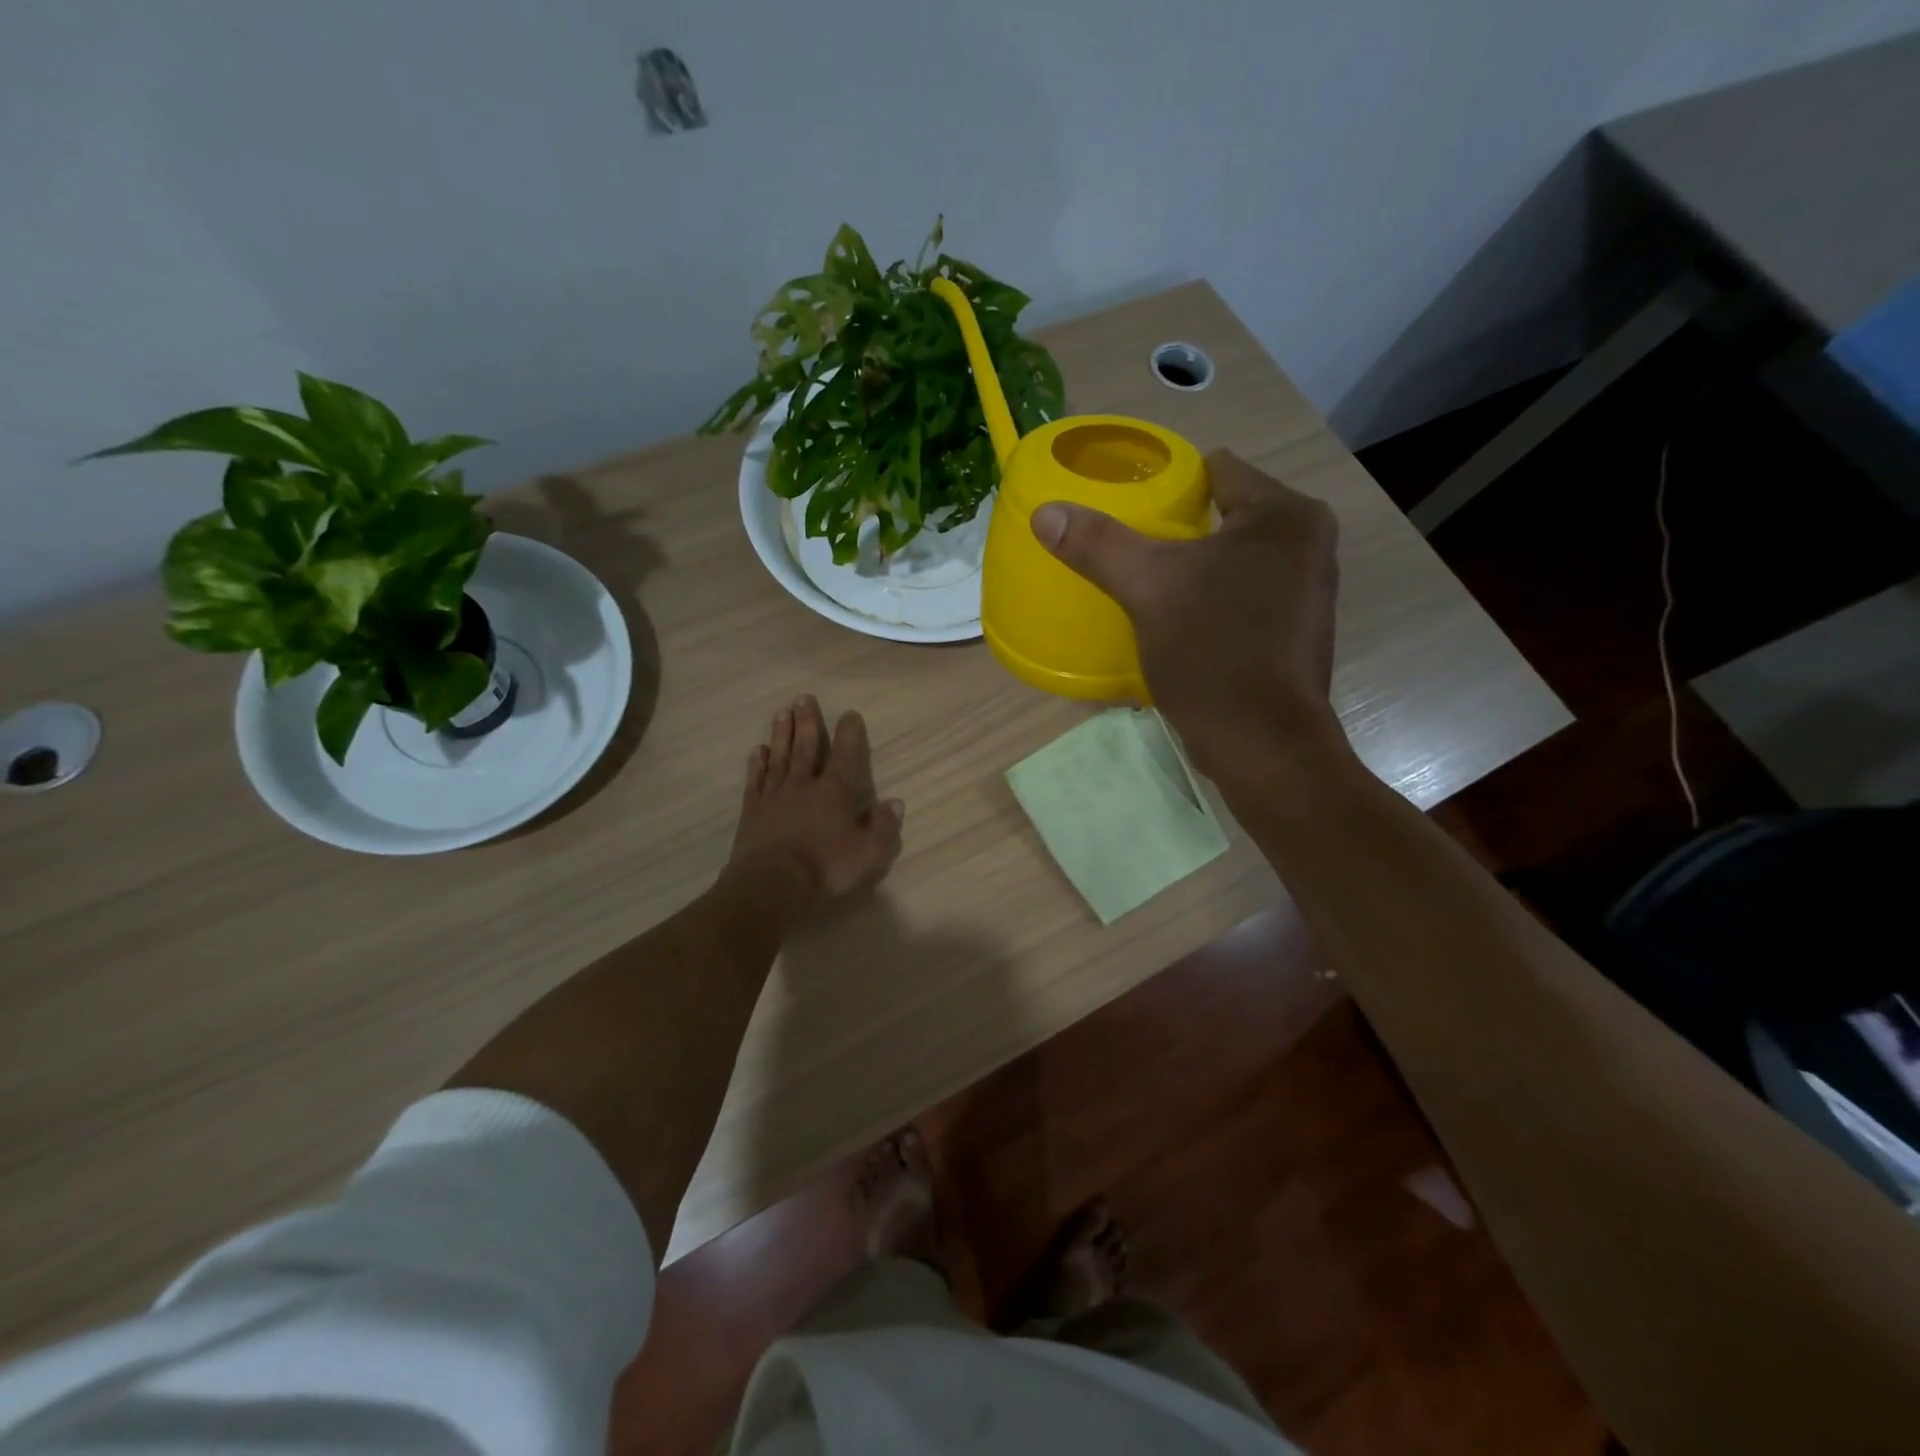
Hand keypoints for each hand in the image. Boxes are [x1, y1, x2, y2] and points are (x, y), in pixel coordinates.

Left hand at [727, 693, 903, 915]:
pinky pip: (756, 780)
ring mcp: (775, 796)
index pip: (846, 756)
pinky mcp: (753, 810)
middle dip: (808, 722)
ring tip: (782, 713)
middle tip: (804, 698)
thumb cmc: (825, 868)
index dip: (849, 734)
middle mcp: (804, 785)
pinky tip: (758, 750)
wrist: (771, 884)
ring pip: (780, 757)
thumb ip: (884, 827)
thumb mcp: (869, 854)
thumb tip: (895, 803)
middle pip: (806, 747)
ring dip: (782, 734)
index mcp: (835, 793)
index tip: (849, 713)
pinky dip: (758, 764)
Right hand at [1030, 450, 1344, 784]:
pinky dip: (1214, 596)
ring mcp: (1308, 588)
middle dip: (1178, 527)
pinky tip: (1181, 619)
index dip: (1168, 482)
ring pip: (1235, 556)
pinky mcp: (1296, 628)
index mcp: (1285, 515)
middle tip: (1129, 548)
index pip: (1217, 469)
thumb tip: (1045, 513)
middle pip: (1226, 513)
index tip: (1128, 504)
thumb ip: (1098, 545)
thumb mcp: (1147, 589)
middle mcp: (1309, 541)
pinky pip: (1245, 592)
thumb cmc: (1214, 652)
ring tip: (1149, 582)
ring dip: (1195, 565)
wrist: (1263, 744)